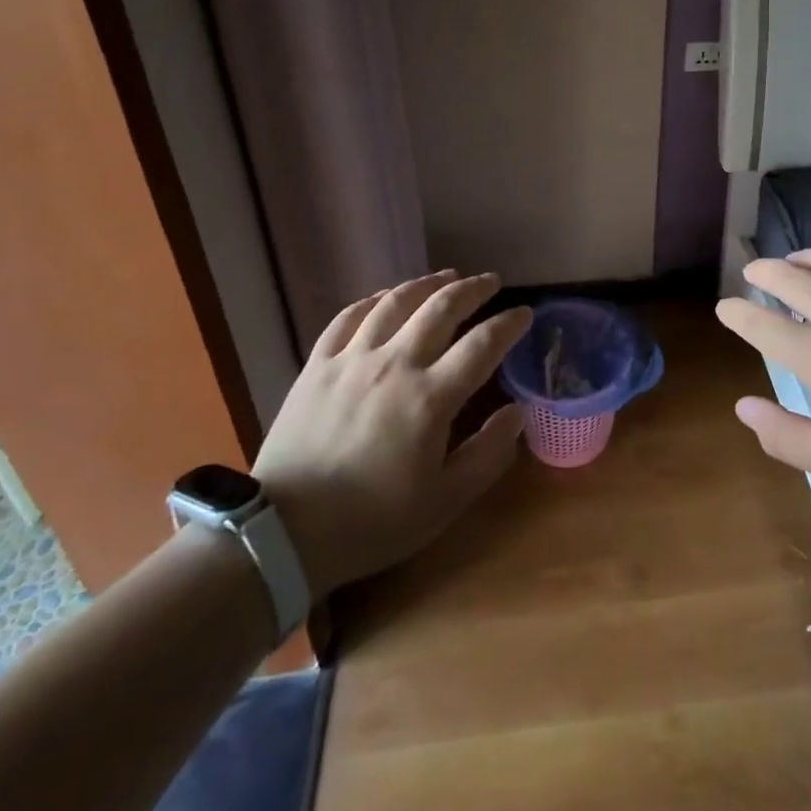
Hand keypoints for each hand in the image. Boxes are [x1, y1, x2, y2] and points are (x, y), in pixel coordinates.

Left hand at [252, 270, 528, 597]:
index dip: (509, 324)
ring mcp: (352, 359)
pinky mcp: (317, 365)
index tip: (525, 313)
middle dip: (473, 289)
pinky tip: (385, 296)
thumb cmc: (372, 522)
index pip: (483, 344)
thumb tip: (517, 412)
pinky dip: (373, 299)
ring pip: (396, 302)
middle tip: (491, 281)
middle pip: (442, 308)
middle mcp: (395, 364)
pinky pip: (348, 317)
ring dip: (427, 284)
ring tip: (446, 276)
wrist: (285, 534)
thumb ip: (488, 454)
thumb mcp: (445, 502)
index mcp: (431, 397)